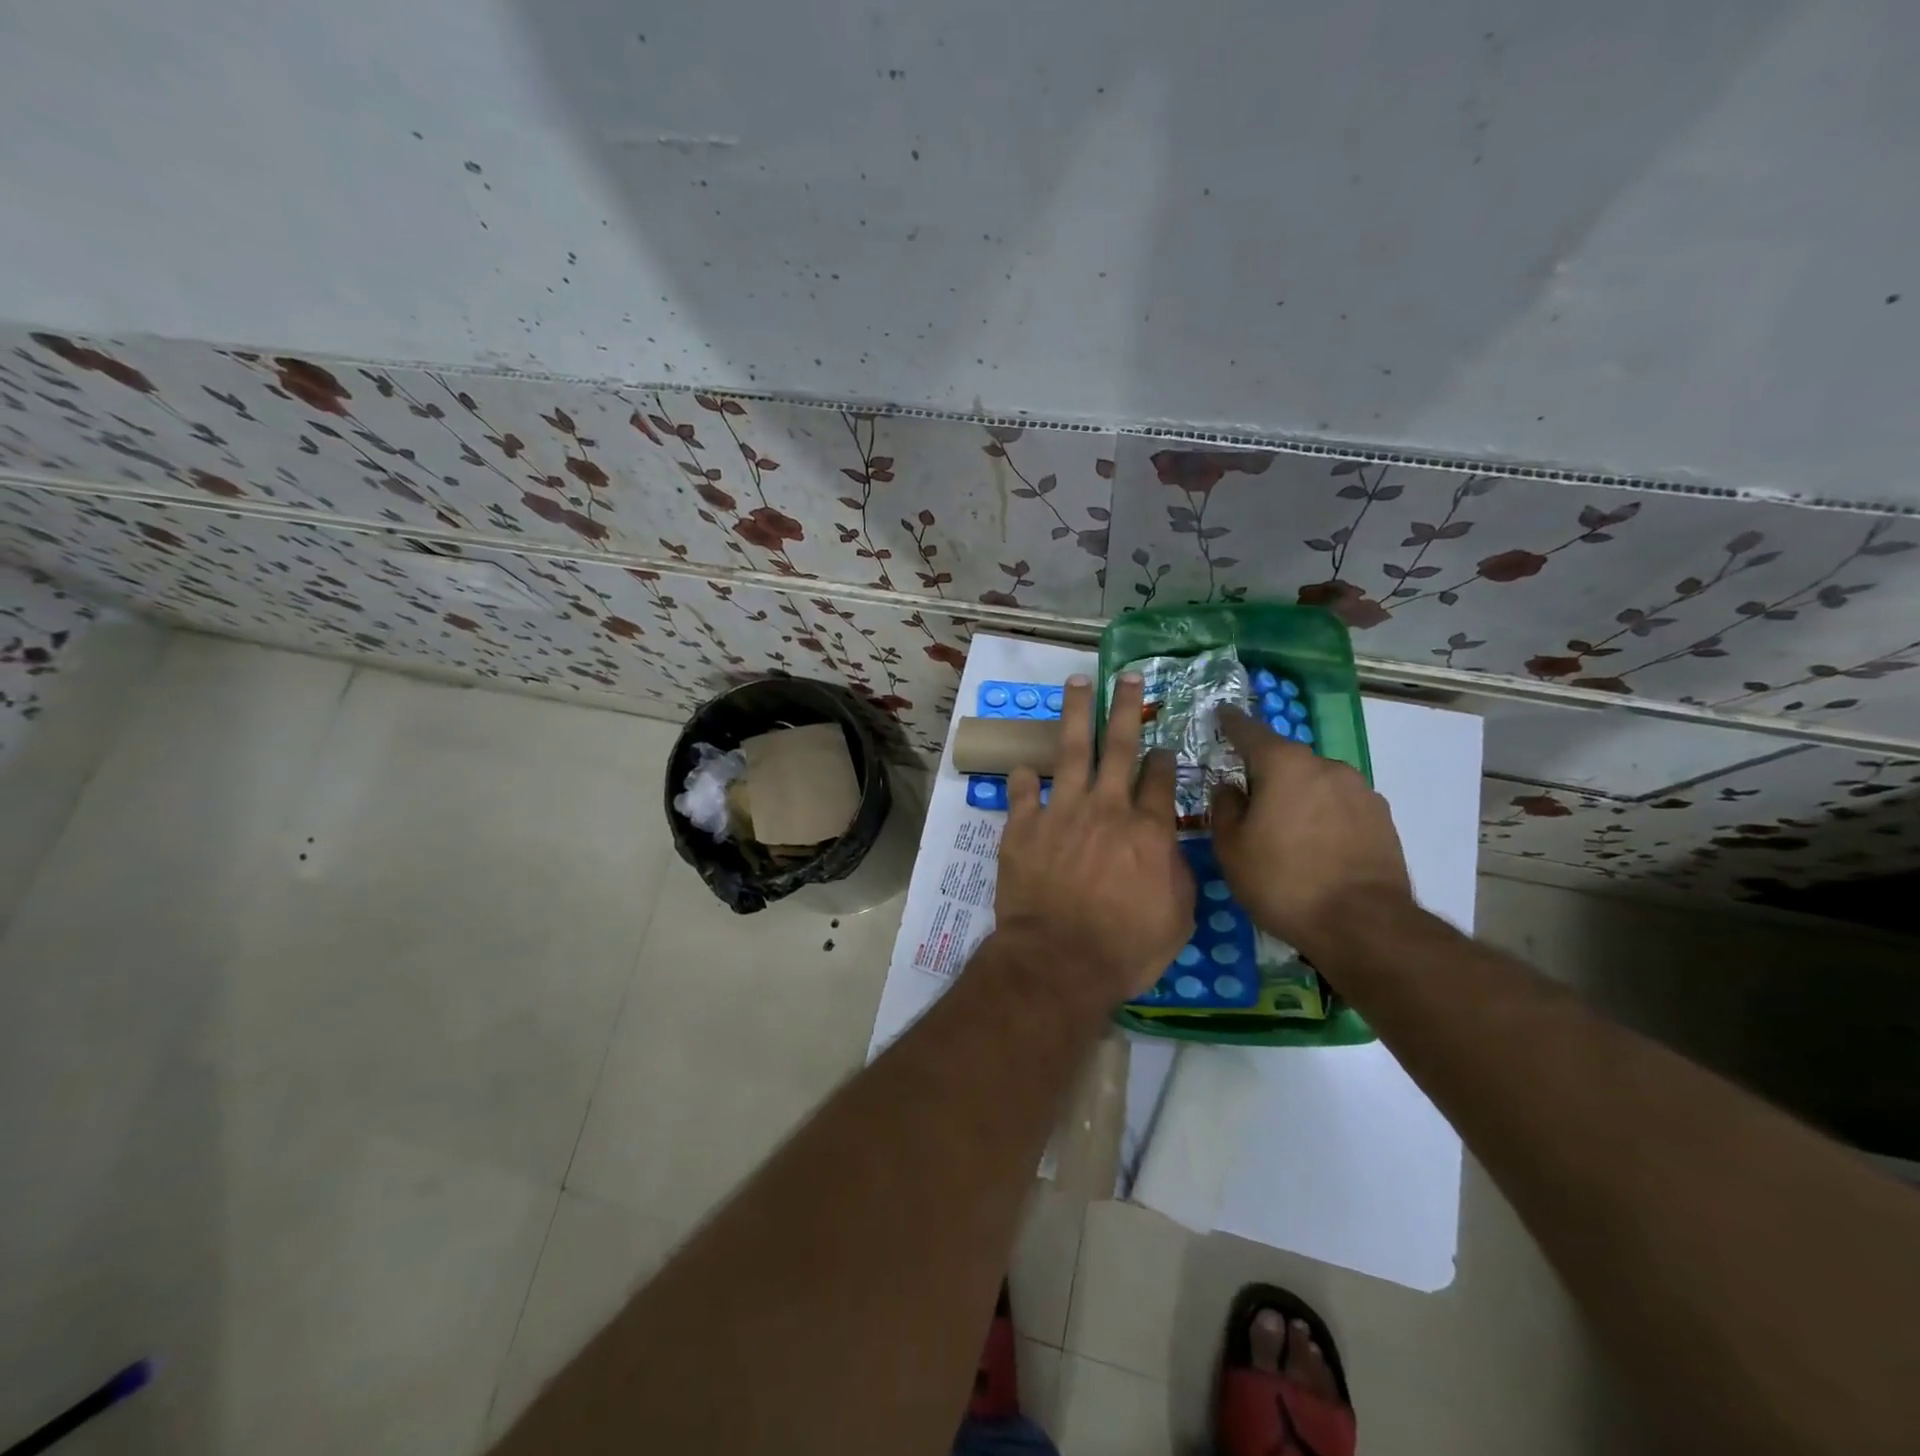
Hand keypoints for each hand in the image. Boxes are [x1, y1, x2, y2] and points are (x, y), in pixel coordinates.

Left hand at [993, 673, 1193, 1001]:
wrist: (1059, 962)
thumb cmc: (1125, 948)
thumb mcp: (1176, 918)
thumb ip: (1178, 873)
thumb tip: (1171, 845)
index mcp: (1147, 831)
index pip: (1159, 781)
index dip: (1163, 759)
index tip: (1163, 746)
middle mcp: (1106, 809)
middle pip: (1119, 747)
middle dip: (1125, 708)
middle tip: (1127, 677)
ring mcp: (1062, 813)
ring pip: (1071, 751)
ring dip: (1075, 714)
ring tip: (1077, 683)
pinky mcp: (1024, 827)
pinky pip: (1023, 792)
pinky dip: (1024, 778)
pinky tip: (1025, 768)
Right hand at [1211, 706, 1413, 958]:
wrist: (1364, 925)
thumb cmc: (1283, 881)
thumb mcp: (1232, 848)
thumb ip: (1225, 808)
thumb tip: (1230, 787)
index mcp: (1284, 765)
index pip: (1249, 730)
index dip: (1231, 722)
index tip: (1221, 713)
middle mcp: (1326, 766)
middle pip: (1286, 759)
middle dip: (1265, 772)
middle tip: (1248, 800)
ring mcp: (1360, 791)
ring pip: (1316, 783)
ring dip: (1297, 796)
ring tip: (1285, 831)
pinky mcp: (1382, 819)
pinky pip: (1340, 806)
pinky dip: (1324, 815)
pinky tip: (1316, 847)